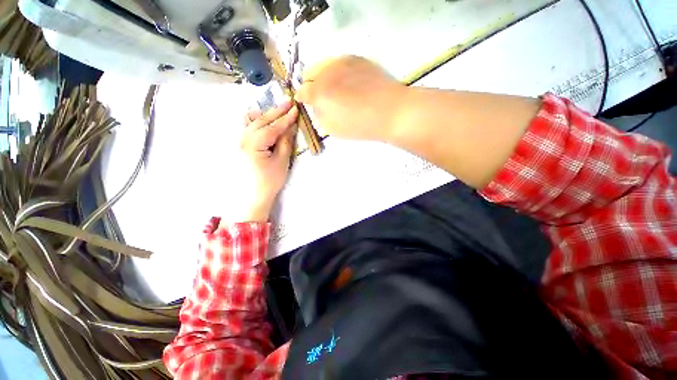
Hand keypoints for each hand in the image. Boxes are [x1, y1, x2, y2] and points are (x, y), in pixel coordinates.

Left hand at [233, 100, 297, 222]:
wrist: (253, 195)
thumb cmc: (269, 180)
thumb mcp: (282, 161)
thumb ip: (285, 141)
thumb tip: (290, 127)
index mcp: (255, 143)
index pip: (273, 126)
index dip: (286, 118)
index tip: (296, 108)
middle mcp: (243, 138)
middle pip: (262, 120)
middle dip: (276, 111)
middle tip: (289, 102)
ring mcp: (239, 140)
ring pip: (253, 121)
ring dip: (267, 114)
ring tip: (278, 108)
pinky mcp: (240, 144)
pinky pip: (246, 127)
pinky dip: (254, 120)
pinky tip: (260, 117)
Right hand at [296, 56, 405, 141]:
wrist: (390, 111)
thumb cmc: (360, 125)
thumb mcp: (333, 128)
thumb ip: (319, 115)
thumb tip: (315, 105)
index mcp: (319, 92)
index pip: (302, 90)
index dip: (302, 98)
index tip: (305, 102)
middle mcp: (327, 71)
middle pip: (309, 72)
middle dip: (311, 85)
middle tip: (321, 97)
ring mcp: (343, 61)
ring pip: (324, 65)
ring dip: (324, 77)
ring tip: (336, 90)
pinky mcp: (357, 58)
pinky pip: (339, 63)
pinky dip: (338, 72)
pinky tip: (349, 83)